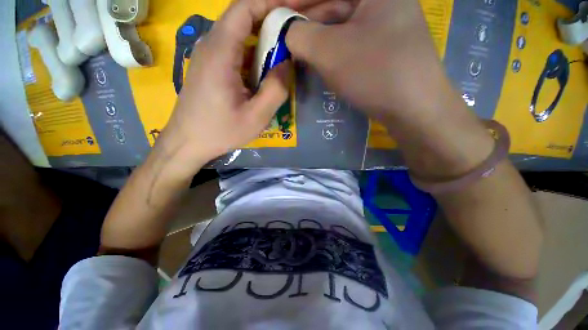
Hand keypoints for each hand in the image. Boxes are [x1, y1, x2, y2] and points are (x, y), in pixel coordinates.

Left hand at [158, 0, 355, 173]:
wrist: (188, 141)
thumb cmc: (221, 132)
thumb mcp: (256, 117)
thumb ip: (275, 90)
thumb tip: (287, 64)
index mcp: (220, 53)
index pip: (244, 9)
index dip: (271, 3)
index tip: (294, 8)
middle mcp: (211, 46)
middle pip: (242, 18)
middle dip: (271, 19)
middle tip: (296, 29)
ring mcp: (209, 56)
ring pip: (239, 35)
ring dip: (263, 38)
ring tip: (286, 49)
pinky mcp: (211, 68)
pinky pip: (235, 51)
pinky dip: (253, 53)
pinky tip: (266, 68)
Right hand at [286, 0, 450, 124]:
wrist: (413, 108)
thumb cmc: (374, 73)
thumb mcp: (330, 52)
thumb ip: (300, 36)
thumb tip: (286, 33)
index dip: (294, 1)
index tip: (274, 13)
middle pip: (332, 3)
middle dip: (304, 19)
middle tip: (283, 35)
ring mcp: (384, 22)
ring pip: (339, 23)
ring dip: (316, 36)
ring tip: (297, 49)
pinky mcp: (382, 45)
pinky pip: (349, 40)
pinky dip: (331, 48)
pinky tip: (318, 59)